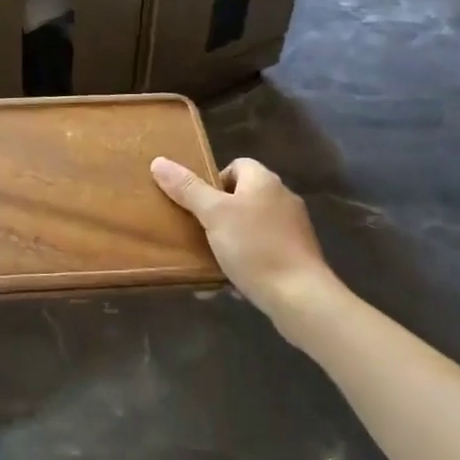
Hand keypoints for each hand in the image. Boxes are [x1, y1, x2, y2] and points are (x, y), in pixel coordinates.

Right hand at [150, 156, 336, 318]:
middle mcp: (282, 198)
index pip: (236, 165)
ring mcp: (293, 228)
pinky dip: (248, 260)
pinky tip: (233, 280)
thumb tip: (158, 161)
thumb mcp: (213, 214)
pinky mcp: (298, 256)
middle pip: (242, 196)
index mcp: (264, 181)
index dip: (214, 181)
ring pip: (252, 225)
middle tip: (200, 231)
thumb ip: (187, 188)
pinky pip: (264, 250)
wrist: (301, 298)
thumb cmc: (255, 247)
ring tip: (212, 258)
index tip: (199, 204)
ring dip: (232, 239)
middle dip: (219, 213)